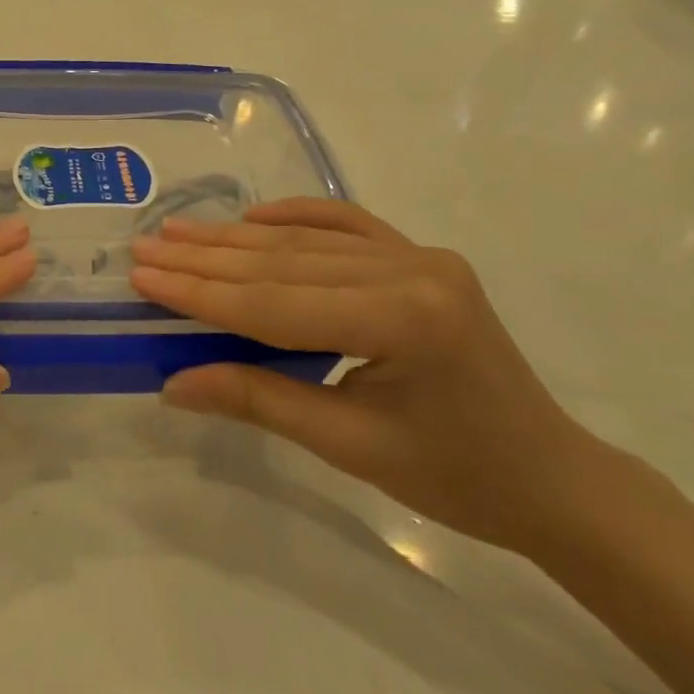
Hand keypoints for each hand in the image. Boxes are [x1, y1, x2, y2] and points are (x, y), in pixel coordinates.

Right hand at [129, 198, 616, 555]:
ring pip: (308, 241)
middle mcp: (412, 270)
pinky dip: (298, 217)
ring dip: (237, 238)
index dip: (201, 293)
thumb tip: (174, 383)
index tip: (143, 275)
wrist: (550, 478)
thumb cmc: (455, 477)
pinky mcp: (422, 258)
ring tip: (178, 232)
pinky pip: (348, 226)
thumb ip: (258, 400)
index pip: (274, 303)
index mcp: (402, 319)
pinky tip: (254, 215)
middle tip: (146, 247)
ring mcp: (420, 256)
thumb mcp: (348, 444)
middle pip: (284, 263)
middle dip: (207, 259)